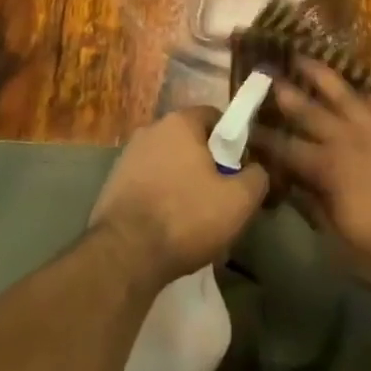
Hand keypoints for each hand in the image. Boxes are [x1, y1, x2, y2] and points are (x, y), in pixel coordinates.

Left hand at [89, 107, 268, 287]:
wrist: (124, 254)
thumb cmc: (186, 217)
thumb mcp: (238, 201)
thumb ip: (257, 177)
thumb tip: (257, 169)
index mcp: (180, 122)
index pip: (214, 117)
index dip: (232, 141)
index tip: (239, 169)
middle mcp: (151, 129)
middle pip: (190, 141)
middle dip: (207, 164)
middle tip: (221, 197)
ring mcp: (128, 155)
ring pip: (169, 163)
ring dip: (183, 182)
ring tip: (195, 218)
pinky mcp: (113, 182)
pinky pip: (149, 182)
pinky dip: (161, 197)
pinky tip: (169, 227)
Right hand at [251, 60, 370, 296]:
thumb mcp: (340, 245)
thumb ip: (313, 210)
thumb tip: (288, 186)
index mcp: (327, 169)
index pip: (286, 148)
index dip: (263, 137)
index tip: (245, 124)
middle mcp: (347, 139)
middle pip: (309, 110)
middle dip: (285, 92)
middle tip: (266, 73)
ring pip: (343, 93)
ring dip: (320, 75)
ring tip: (303, 57)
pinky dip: (366, 94)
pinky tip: (360, 90)